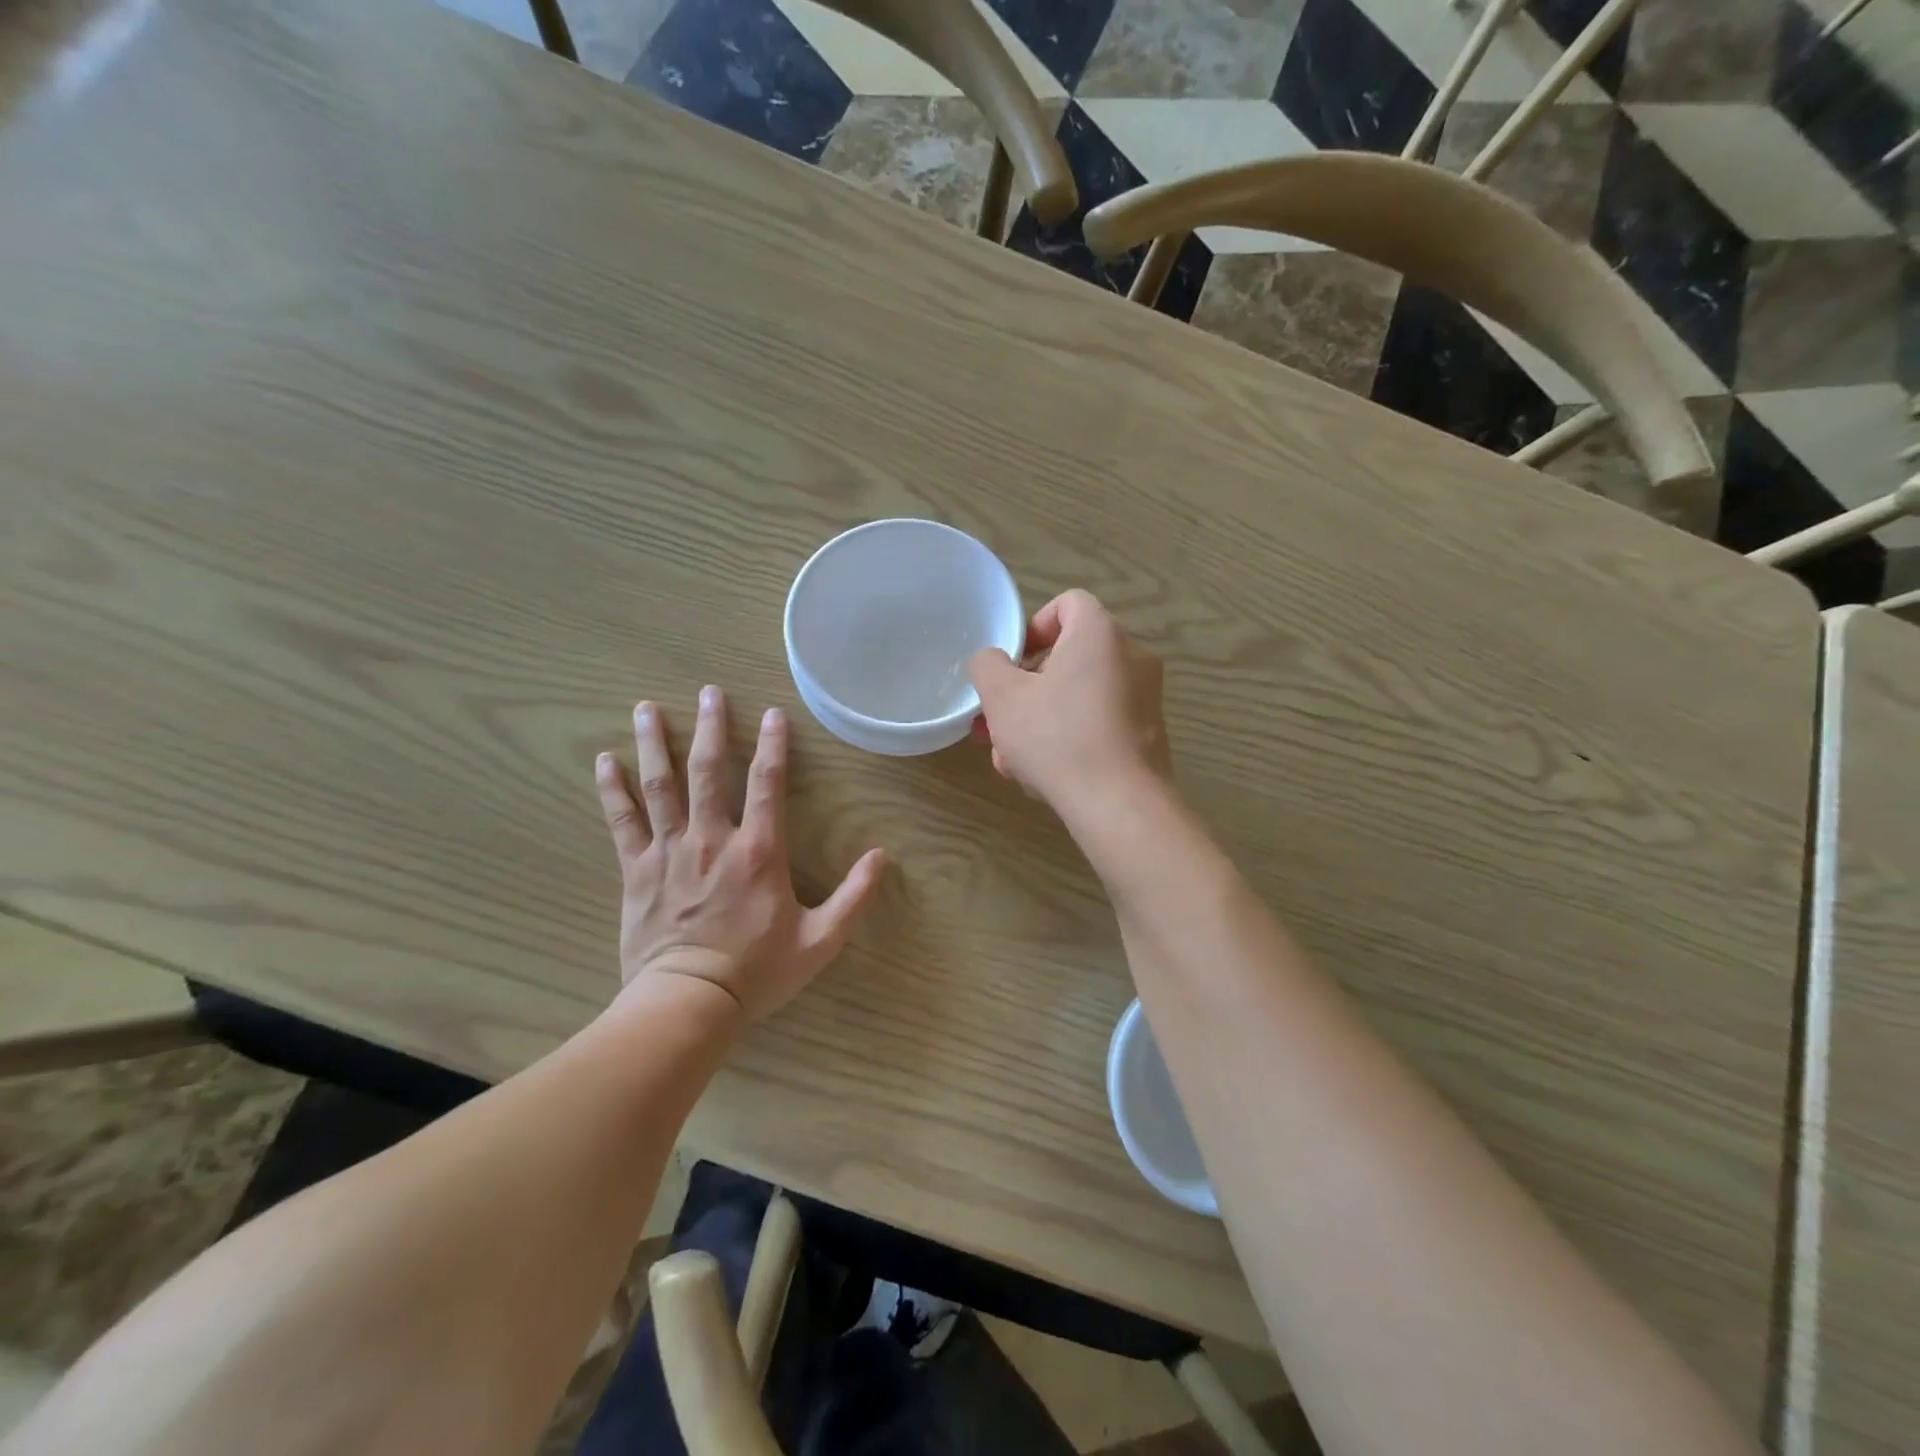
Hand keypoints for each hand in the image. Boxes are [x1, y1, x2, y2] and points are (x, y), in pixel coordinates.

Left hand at [594, 687, 887, 1021]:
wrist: (687, 1004)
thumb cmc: (757, 972)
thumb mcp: (820, 940)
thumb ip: (854, 896)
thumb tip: (883, 856)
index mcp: (758, 851)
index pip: (767, 783)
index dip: (772, 745)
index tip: (773, 714)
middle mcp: (712, 839)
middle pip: (707, 771)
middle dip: (710, 727)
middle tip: (709, 692)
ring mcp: (669, 852)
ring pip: (660, 786)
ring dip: (654, 744)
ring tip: (648, 708)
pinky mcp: (636, 871)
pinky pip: (622, 822)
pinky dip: (612, 790)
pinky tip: (604, 761)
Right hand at [967, 589, 1169, 809]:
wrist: (1118, 804)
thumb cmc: (1057, 737)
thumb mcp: (1002, 697)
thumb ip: (987, 666)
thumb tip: (993, 661)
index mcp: (1100, 634)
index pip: (1068, 603)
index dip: (1033, 627)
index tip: (1013, 664)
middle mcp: (1132, 657)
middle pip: (1070, 656)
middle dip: (1027, 688)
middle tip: (1000, 719)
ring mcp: (1145, 698)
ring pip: (1079, 696)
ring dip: (1041, 720)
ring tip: (1010, 758)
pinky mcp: (1148, 736)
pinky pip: (1100, 723)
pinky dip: (1070, 739)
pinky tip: (1042, 776)